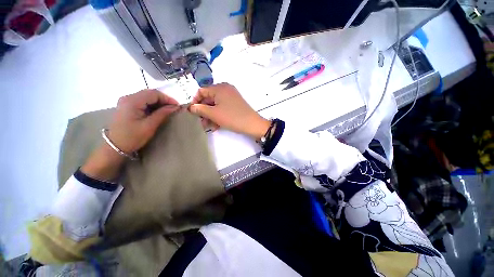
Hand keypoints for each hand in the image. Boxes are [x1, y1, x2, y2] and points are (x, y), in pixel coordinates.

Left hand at [81, 89, 178, 180]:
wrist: (115, 146)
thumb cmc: (132, 137)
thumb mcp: (150, 126)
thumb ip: (162, 114)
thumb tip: (175, 107)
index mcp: (132, 101)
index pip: (153, 93)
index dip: (167, 98)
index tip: (177, 106)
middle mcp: (128, 97)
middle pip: (150, 93)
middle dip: (163, 99)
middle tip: (173, 108)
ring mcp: (126, 101)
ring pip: (147, 96)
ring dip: (158, 102)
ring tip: (167, 110)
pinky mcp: (127, 105)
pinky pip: (142, 100)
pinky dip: (152, 104)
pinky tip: (157, 111)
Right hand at [188, 83, 270, 139]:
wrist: (252, 124)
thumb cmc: (232, 117)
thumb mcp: (214, 114)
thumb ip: (200, 109)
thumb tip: (190, 107)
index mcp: (220, 88)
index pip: (201, 91)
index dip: (195, 101)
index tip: (192, 112)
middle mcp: (225, 89)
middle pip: (209, 99)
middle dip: (203, 111)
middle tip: (200, 122)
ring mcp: (231, 97)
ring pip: (216, 105)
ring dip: (210, 115)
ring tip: (208, 126)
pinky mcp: (235, 104)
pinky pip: (223, 107)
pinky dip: (218, 115)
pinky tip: (216, 126)